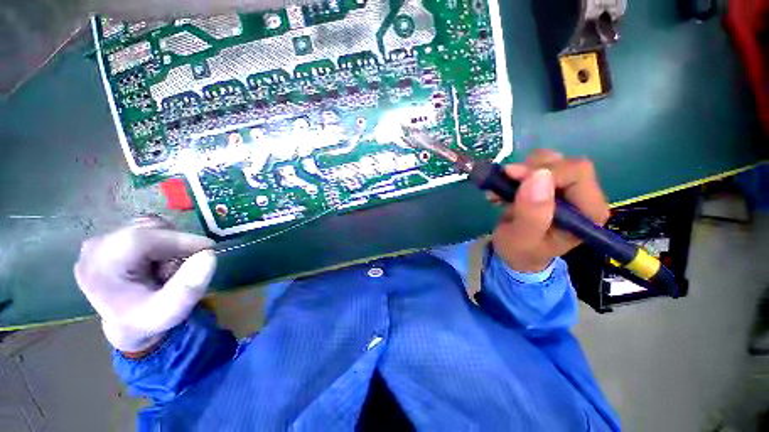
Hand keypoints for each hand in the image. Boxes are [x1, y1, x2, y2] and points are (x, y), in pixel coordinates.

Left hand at [74, 216, 215, 354]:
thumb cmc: (146, 320)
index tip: (209, 248)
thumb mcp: (170, 312)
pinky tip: (160, 259)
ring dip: (170, 243)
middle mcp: (95, 248)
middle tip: (185, 266)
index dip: (180, 240)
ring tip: (169, 266)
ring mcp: (101, 240)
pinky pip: (147, 228)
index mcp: (100, 268)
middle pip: (148, 229)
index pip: (142, 239)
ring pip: (150, 225)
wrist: (126, 323)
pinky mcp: (111, 236)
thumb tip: (209, 254)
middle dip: (175, 245)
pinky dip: (163, 240)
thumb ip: (189, 288)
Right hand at [491, 150, 609, 272]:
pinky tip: (505, 188)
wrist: (515, 253)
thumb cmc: (520, 250)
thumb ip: (532, 214)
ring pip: (550, 160)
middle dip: (530, 169)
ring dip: (521, 171)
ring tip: (502, 190)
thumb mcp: (522, 239)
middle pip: (565, 163)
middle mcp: (583, 196)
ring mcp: (567, 188)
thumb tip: (539, 176)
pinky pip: (536, 165)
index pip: (577, 173)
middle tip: (505, 181)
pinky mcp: (552, 184)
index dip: (545, 172)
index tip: (513, 178)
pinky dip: (516, 173)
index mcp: (587, 212)